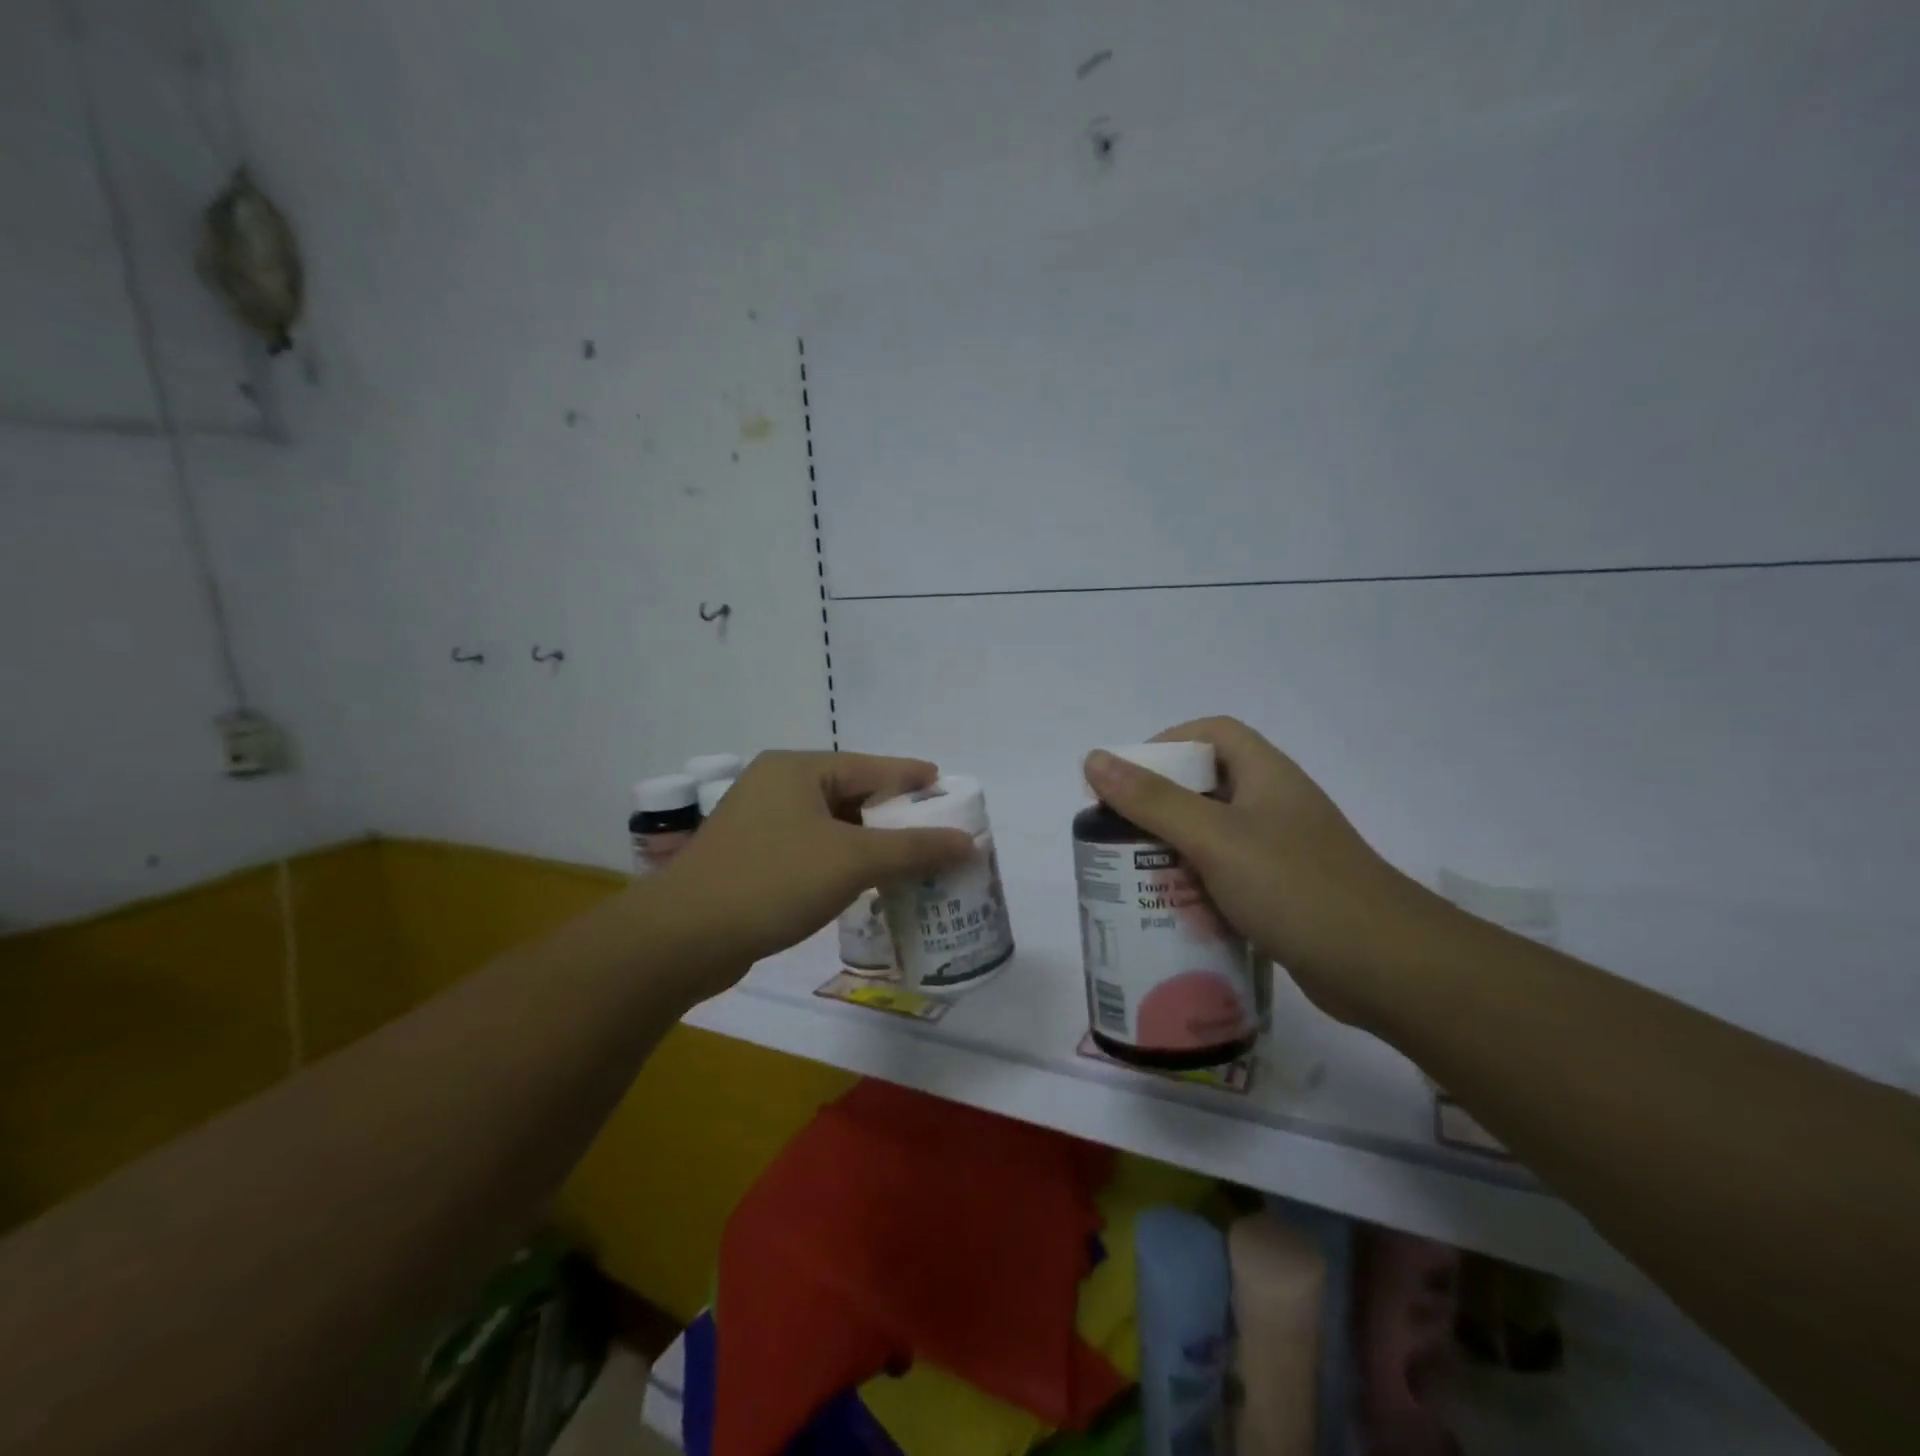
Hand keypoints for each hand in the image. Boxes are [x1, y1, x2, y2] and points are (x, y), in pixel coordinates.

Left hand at [646, 750, 974, 994]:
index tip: (946, 788)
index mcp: (797, 769)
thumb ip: (914, 849)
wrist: (683, 939)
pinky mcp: (751, 859)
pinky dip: (842, 860)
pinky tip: (865, 881)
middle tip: (935, 830)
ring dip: (869, 842)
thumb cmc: (773, 881)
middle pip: (851, 794)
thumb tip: (969, 843)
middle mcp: (776, 786)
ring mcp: (759, 823)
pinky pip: (812, 849)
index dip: (912, 777)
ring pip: (831, 825)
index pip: (870, 766)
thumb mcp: (853, 861)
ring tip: (910, 858)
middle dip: (893, 814)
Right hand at [1083, 717, 1454, 1025]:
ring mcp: (1283, 852)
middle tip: (1119, 833)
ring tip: (1134, 874)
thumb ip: (1152, 801)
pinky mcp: (1285, 894)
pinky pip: (1230, 877)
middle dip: (1160, 805)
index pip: (1213, 733)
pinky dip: (1199, 886)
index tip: (1129, 778)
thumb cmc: (1296, 887)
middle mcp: (1276, 805)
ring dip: (1176, 850)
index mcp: (1266, 776)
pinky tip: (1174, 911)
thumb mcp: (1214, 838)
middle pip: (1208, 786)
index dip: (1168, 744)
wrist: (1387, 968)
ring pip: (1216, 836)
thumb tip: (1095, 759)